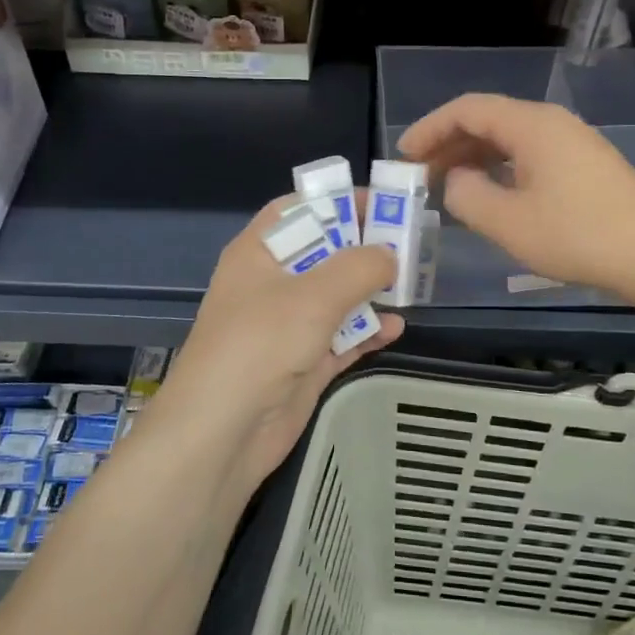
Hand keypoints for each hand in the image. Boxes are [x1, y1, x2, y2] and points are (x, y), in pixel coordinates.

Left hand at [155, 197, 403, 486]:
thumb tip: (389, 254)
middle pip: (324, 253)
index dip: (337, 201)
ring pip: (336, 297)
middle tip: (410, 243)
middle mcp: (272, 284)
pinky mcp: (303, 364)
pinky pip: (341, 338)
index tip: (382, 203)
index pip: (299, 210)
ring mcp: (287, 326)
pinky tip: (395, 328)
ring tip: (410, 285)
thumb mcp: (312, 295)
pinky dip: (366, 332)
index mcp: (259, 253)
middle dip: (364, 248)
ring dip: (370, 291)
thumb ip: (358, 267)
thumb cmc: (260, 345)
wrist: (223, 433)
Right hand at [398, 93, 634, 298]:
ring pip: (508, 139)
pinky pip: (528, 155)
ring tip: (447, 187)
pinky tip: (490, 195)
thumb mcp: (508, 222)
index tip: (403, 156)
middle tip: (419, 176)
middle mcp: (551, 123)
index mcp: (531, 125)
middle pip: (488, 120)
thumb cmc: (577, 235)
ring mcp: (571, 142)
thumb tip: (456, 181)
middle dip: (448, 144)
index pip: (467, 109)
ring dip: (473, 158)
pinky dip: (499, 168)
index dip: (430, 128)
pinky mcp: (583, 165)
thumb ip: (467, 196)